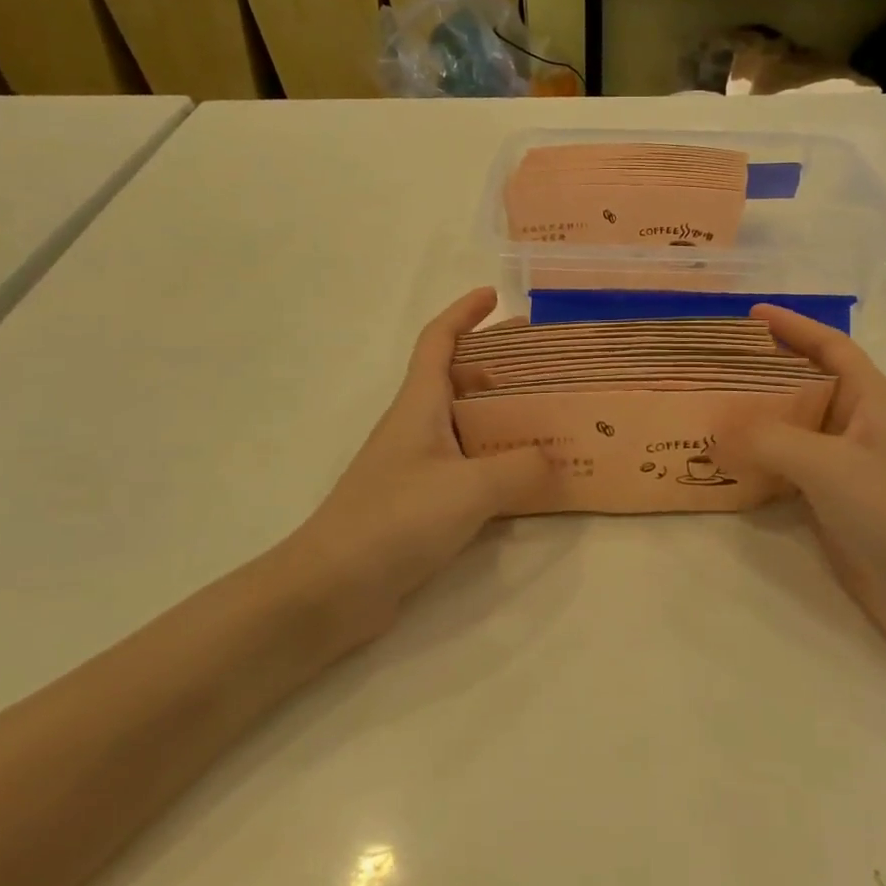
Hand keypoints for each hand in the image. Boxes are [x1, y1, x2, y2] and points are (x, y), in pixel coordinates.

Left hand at [295, 288, 551, 631]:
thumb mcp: (469, 489)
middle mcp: (416, 427)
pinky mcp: (420, 504)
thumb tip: (554, 459)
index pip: (438, 341)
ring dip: (501, 416)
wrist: (331, 589)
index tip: (495, 296)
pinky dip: (495, 461)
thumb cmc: (395, 519)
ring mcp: (416, 467)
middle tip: (544, 366)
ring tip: (547, 420)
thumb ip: (520, 469)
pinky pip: (466, 466)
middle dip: (497, 365)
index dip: (464, 313)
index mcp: (419, 405)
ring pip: (464, 425)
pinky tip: (524, 480)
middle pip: (456, 379)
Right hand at [729, 305, 885, 651]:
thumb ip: (769, 439)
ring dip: (758, 418)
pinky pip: (791, 468)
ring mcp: (848, 465)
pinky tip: (728, 464)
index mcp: (872, 399)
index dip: (794, 325)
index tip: (750, 314)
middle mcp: (860, 425)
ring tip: (712, 409)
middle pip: (807, 383)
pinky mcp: (836, 501)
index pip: (830, 346)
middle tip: (716, 366)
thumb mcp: (828, 463)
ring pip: (795, 428)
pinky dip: (761, 461)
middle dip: (765, 371)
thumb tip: (718, 430)